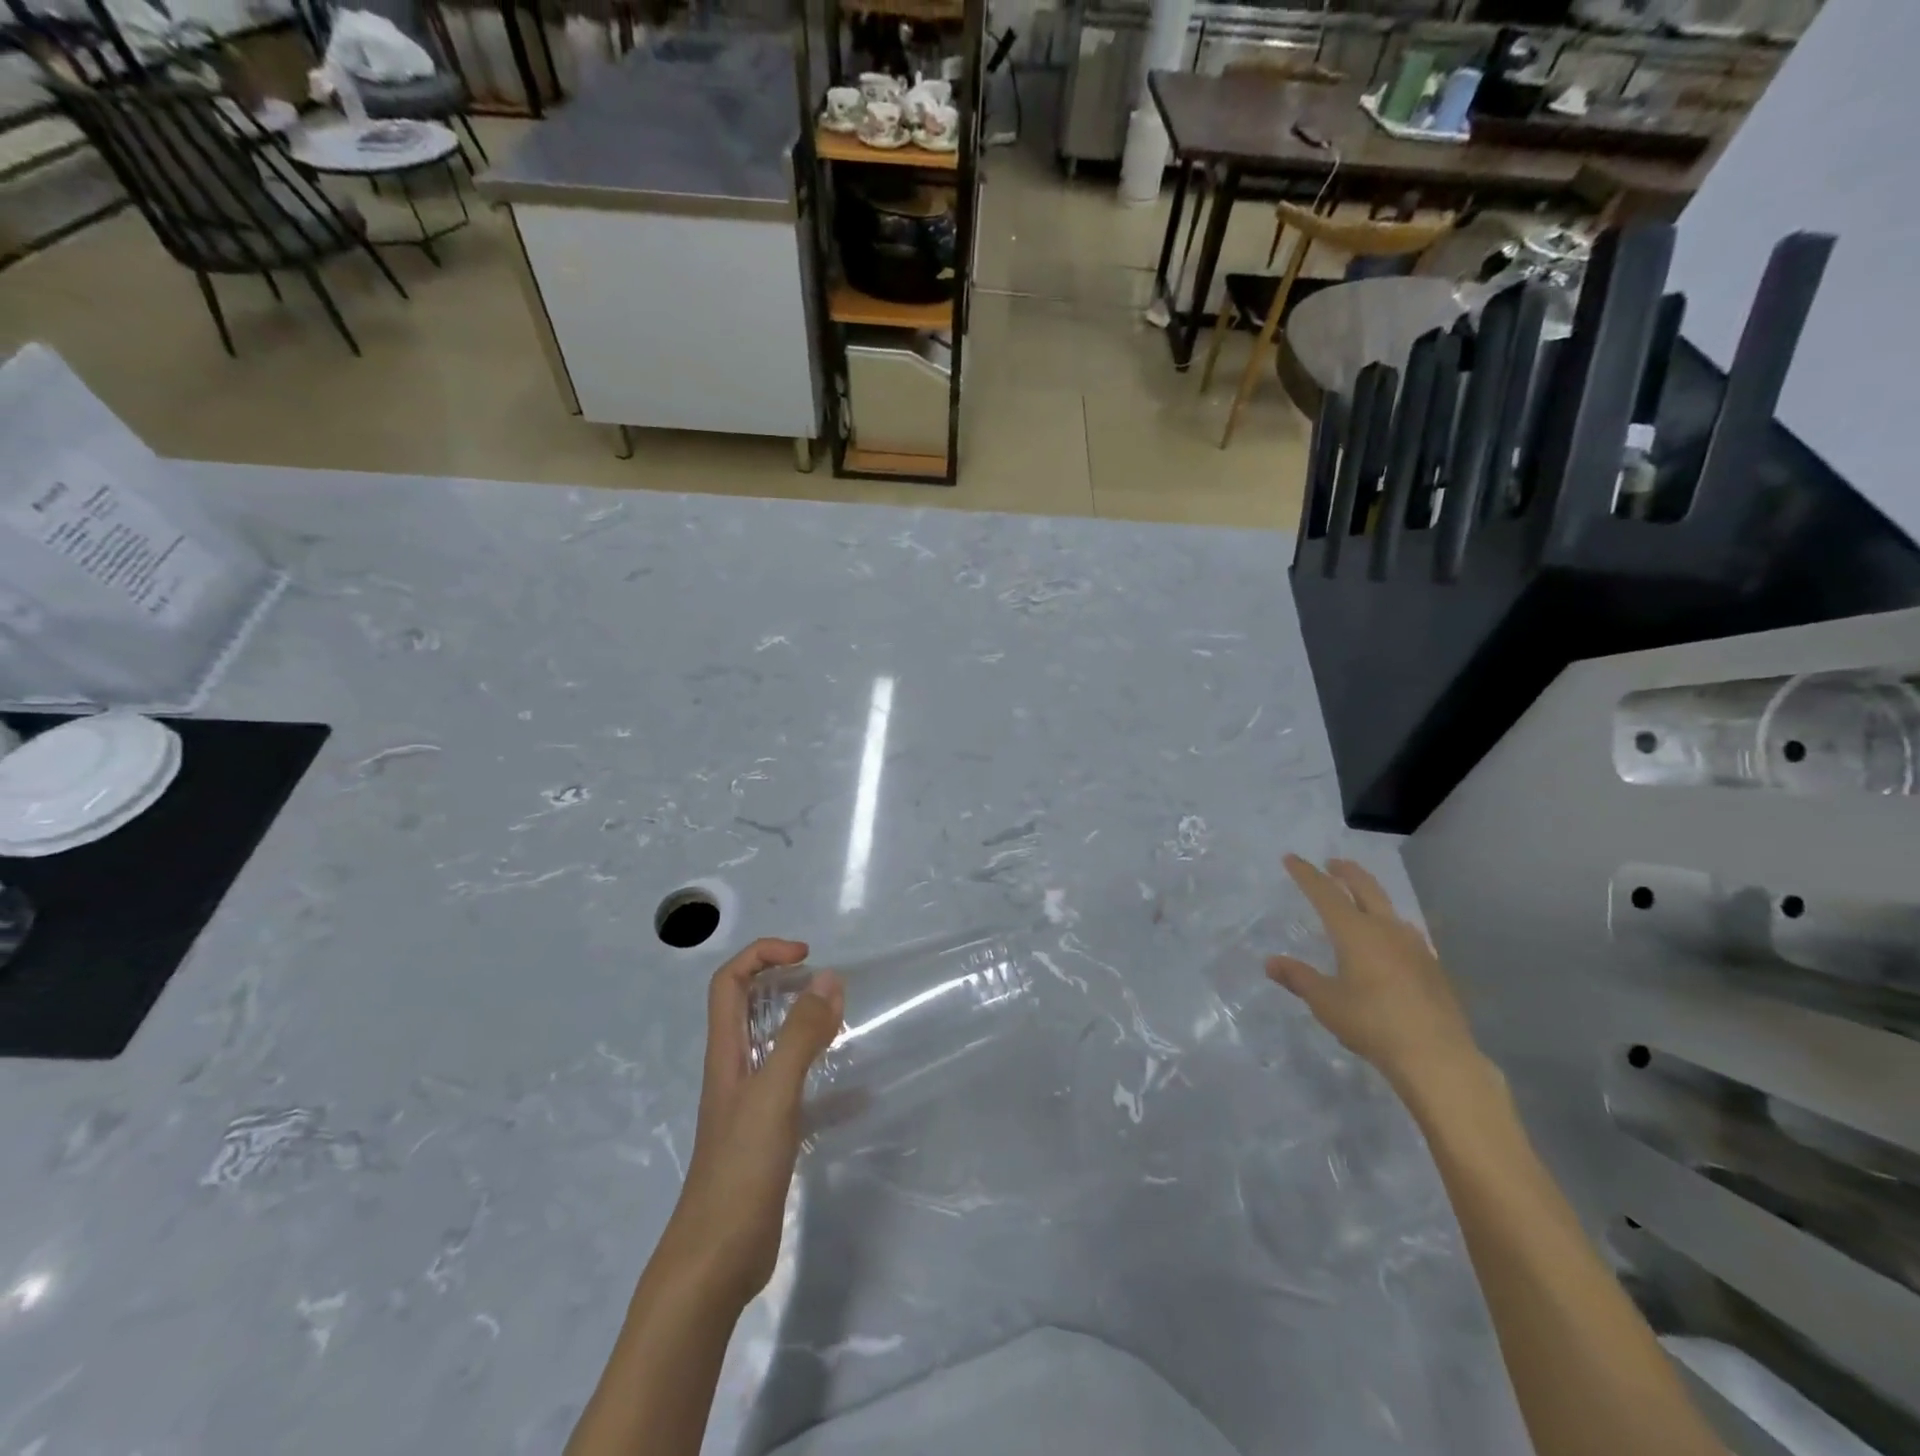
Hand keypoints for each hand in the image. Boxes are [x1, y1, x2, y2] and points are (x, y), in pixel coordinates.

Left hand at [654, 938, 843, 1310]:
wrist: (716, 1262)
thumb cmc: (740, 1169)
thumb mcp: (773, 1093)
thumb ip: (799, 1035)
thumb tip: (829, 978)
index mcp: (726, 1053)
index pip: (730, 983)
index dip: (762, 955)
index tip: (807, 956)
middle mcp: (735, 1072)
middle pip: (749, 1009)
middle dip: (784, 983)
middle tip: (828, 985)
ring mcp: (751, 1106)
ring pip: (775, 1048)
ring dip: (805, 1027)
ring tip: (844, 1024)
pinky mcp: (769, 1138)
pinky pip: (800, 1094)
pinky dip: (826, 1084)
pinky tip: (858, 1096)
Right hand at [1265, 855, 1483, 1098]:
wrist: (1437, 1057)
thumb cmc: (1372, 1023)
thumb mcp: (1325, 1002)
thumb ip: (1299, 978)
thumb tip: (1270, 962)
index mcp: (1355, 932)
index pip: (1325, 893)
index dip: (1306, 874)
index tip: (1292, 858)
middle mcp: (1386, 930)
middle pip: (1365, 889)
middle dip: (1347, 873)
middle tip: (1333, 863)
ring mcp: (1414, 947)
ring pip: (1389, 909)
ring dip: (1372, 897)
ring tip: (1361, 901)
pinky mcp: (1432, 968)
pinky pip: (1405, 933)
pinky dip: (1389, 925)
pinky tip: (1390, 942)